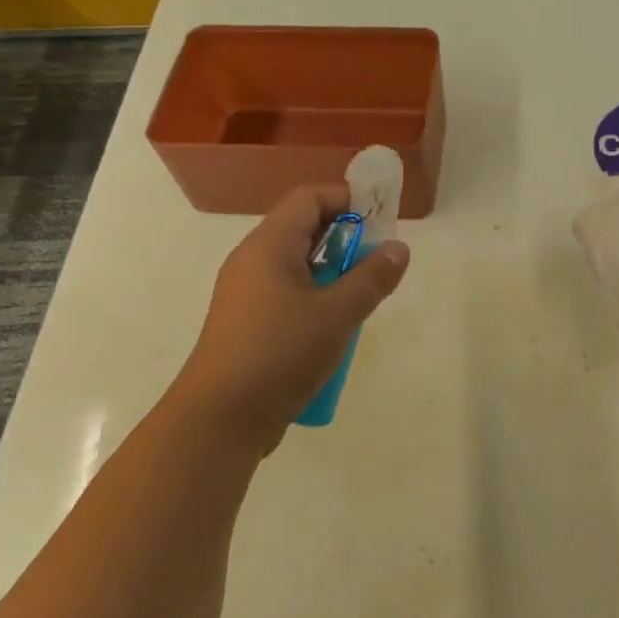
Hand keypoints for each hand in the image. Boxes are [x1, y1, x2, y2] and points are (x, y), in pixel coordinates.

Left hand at [173, 184, 409, 450]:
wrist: (220, 419)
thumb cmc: (280, 354)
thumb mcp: (338, 315)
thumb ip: (372, 278)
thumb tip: (398, 248)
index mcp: (269, 246)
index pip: (309, 198)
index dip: (347, 200)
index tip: (381, 221)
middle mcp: (252, 261)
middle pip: (302, 229)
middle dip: (345, 239)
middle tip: (377, 263)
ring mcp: (245, 293)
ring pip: (296, 265)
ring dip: (332, 273)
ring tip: (359, 300)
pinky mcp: (245, 324)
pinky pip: (285, 294)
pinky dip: (314, 299)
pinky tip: (331, 331)